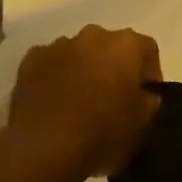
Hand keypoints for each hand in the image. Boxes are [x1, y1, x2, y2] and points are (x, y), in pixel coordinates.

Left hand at [0, 25, 161, 181]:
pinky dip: (54, 77)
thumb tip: (146, 95)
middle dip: (113, 67)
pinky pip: (49, 64)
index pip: (147, 49)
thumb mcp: (141, 126)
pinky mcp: (30, 60)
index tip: (146, 96)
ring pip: (78, 53)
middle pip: (110, 47)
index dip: (150, 72)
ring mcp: (58, 45)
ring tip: (79, 103)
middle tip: (113, 98)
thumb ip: (149, 103)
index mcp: (125, 45)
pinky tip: (53, 103)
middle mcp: (93, 35)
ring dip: (82, 70)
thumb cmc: (102, 133)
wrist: (44, 146)